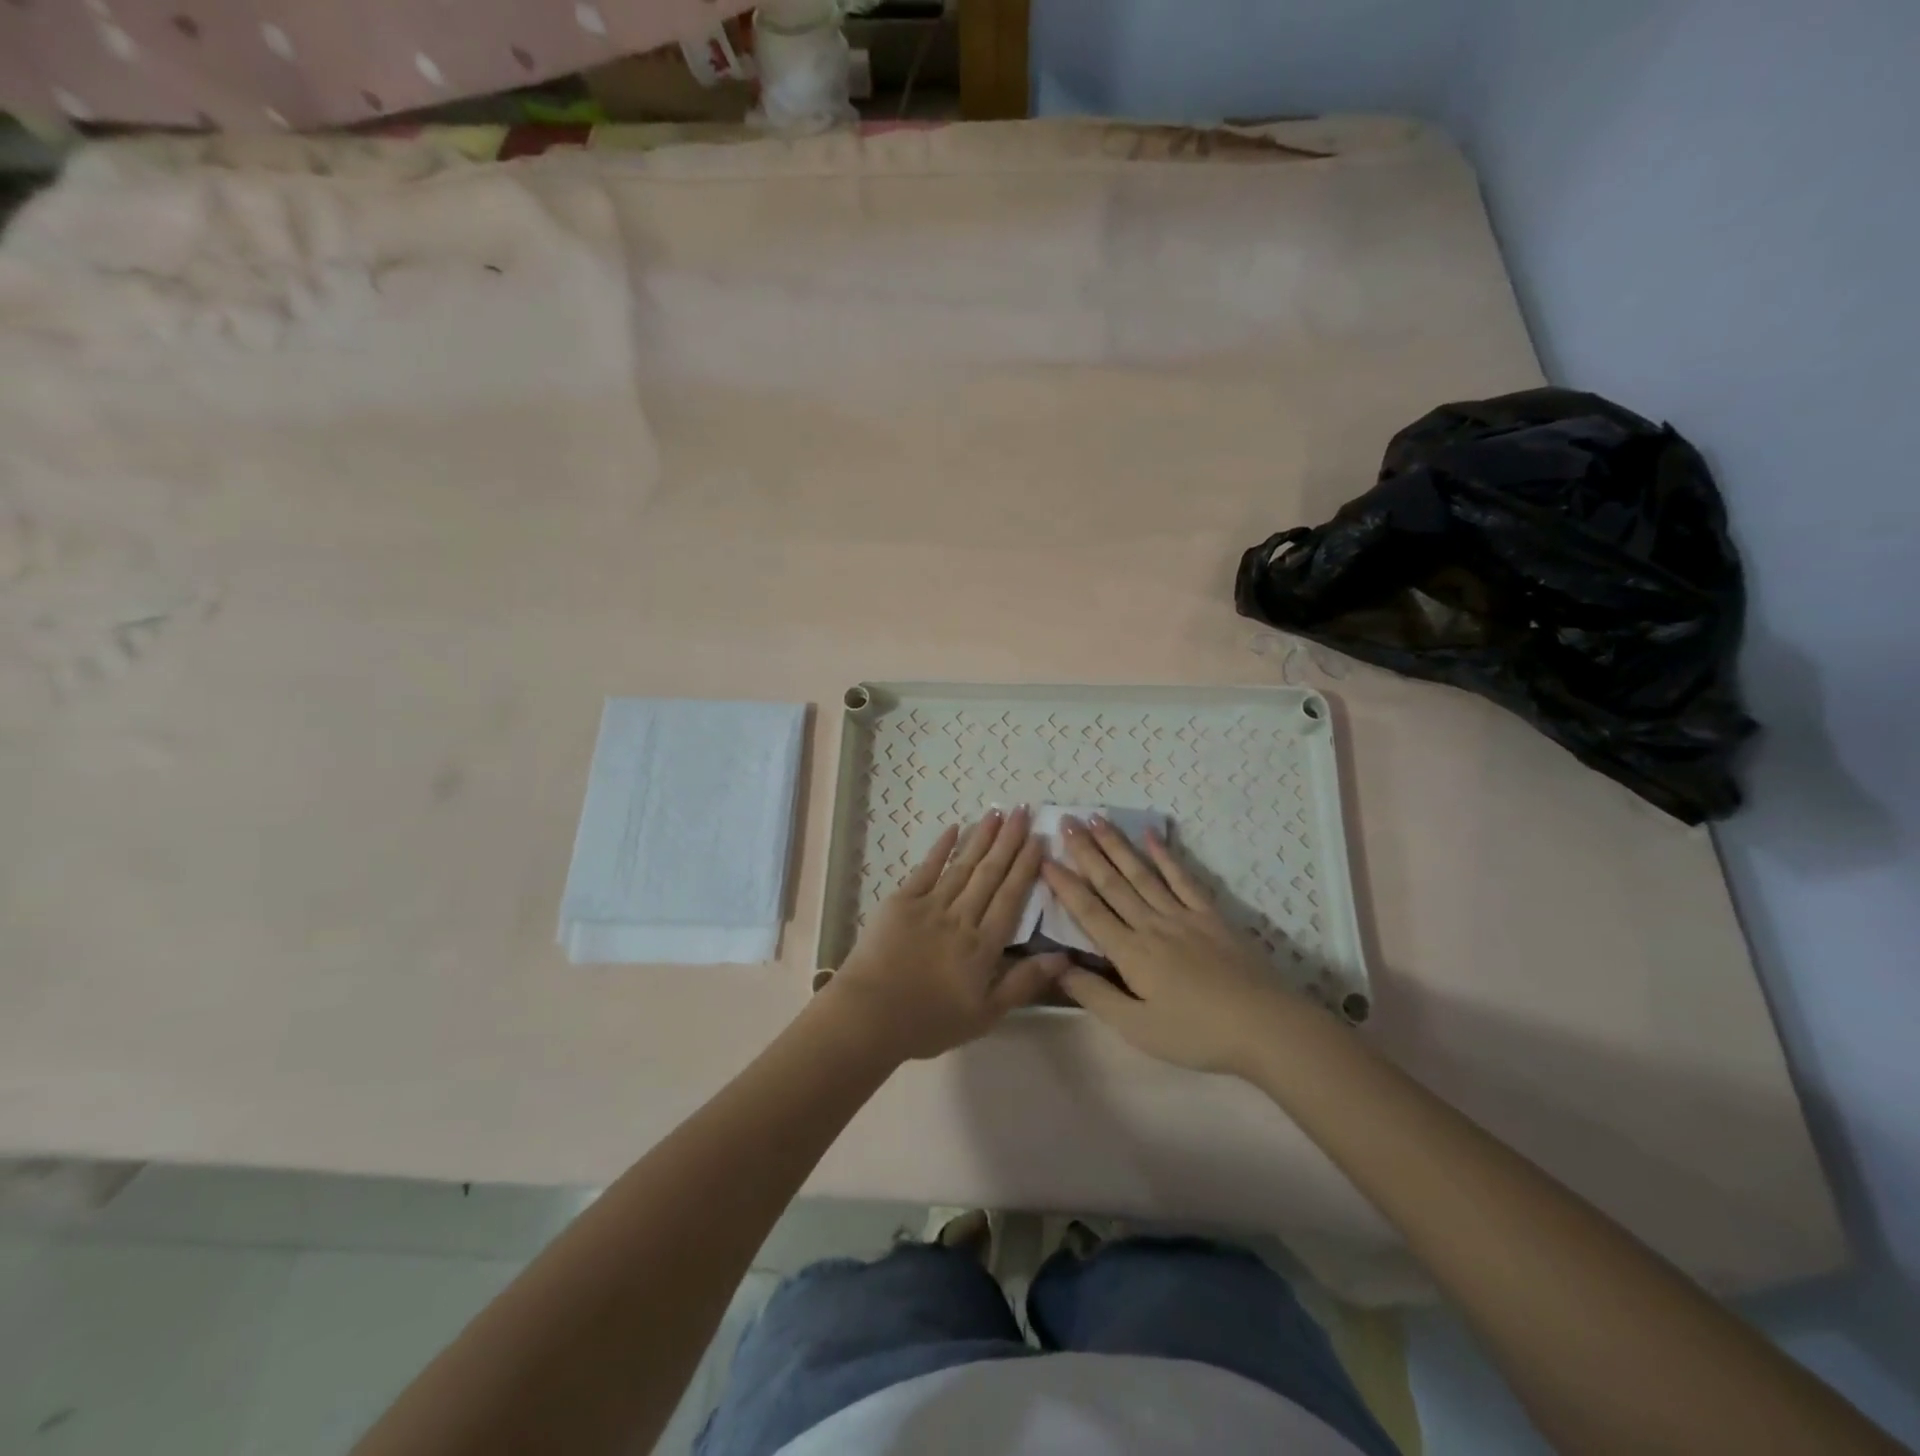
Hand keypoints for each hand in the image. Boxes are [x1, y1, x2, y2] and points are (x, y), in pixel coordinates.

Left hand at [823, 806, 1066, 1061]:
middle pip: (990, 874)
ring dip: (981, 838)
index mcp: (983, 945)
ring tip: (998, 812)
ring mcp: (930, 905)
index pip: (1011, 897)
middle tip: (1024, 811)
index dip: (1026, 867)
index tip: (1039, 840)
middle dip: (1009, 841)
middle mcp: (961, 917)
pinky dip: (941, 848)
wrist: (869, 1016)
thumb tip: (1064, 957)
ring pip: (963, 866)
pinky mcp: (901, 902)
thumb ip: (1023, 983)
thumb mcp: (985, 1015)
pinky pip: (926, 869)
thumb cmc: (929, 1022)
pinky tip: (954, 829)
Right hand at [1043, 816, 1295, 1073]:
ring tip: (1098, 819)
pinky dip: (1166, 855)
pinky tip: (1151, 835)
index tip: (1044, 857)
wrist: (1266, 1027)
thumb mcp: (1137, 1027)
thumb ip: (1095, 995)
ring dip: (1117, 845)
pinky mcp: (1210, 916)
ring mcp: (1183, 916)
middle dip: (1086, 852)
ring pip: (1142, 873)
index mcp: (1130, 953)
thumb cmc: (1197, 1034)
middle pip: (1112, 883)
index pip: (1089, 911)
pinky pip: (1182, 879)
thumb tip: (1057, 965)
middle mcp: (1151, 924)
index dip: (1065, 884)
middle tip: (1066, 822)